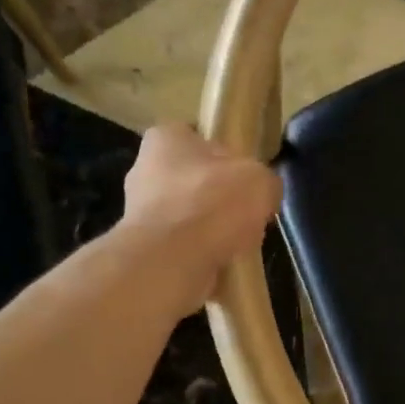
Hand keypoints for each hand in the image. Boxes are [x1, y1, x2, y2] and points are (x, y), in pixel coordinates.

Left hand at [122, 124, 280, 311]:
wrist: (171, 262)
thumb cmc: (212, 204)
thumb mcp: (260, 180)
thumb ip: (264, 180)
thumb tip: (263, 193)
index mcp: (166, 139)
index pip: (200, 139)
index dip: (229, 159)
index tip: (248, 179)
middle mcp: (145, 171)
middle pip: (195, 183)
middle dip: (221, 201)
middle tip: (247, 216)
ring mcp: (140, 214)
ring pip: (190, 220)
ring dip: (213, 233)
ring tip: (238, 246)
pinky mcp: (145, 251)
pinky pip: (183, 249)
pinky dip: (202, 257)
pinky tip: (220, 264)